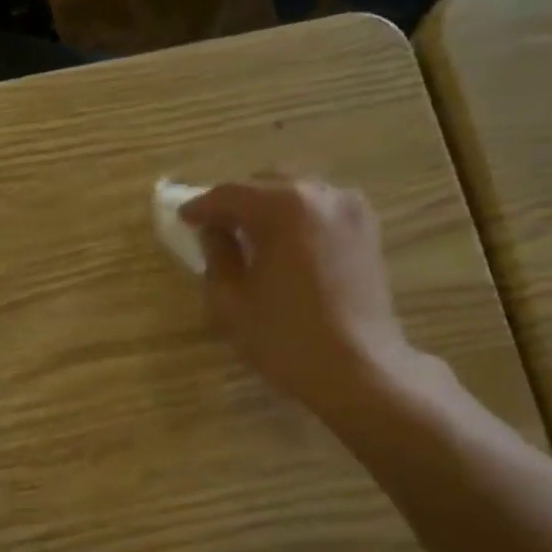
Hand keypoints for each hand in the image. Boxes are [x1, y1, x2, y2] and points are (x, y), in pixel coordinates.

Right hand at [181, 176, 443, 433]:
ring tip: (249, 236)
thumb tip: (214, 232)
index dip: (201, 206)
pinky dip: (297, 218)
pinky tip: (284, 245)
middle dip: (237, 201)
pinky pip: (321, 209)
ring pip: (298, 192)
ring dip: (269, 206)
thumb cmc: (285, 339)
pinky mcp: (367, 231)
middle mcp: (321, 194)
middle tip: (215, 226)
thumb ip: (216, 256)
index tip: (183, 218)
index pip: (230, 194)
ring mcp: (351, 210)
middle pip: (267, 182)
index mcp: (283, 207)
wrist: (358, 368)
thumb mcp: (231, 302)